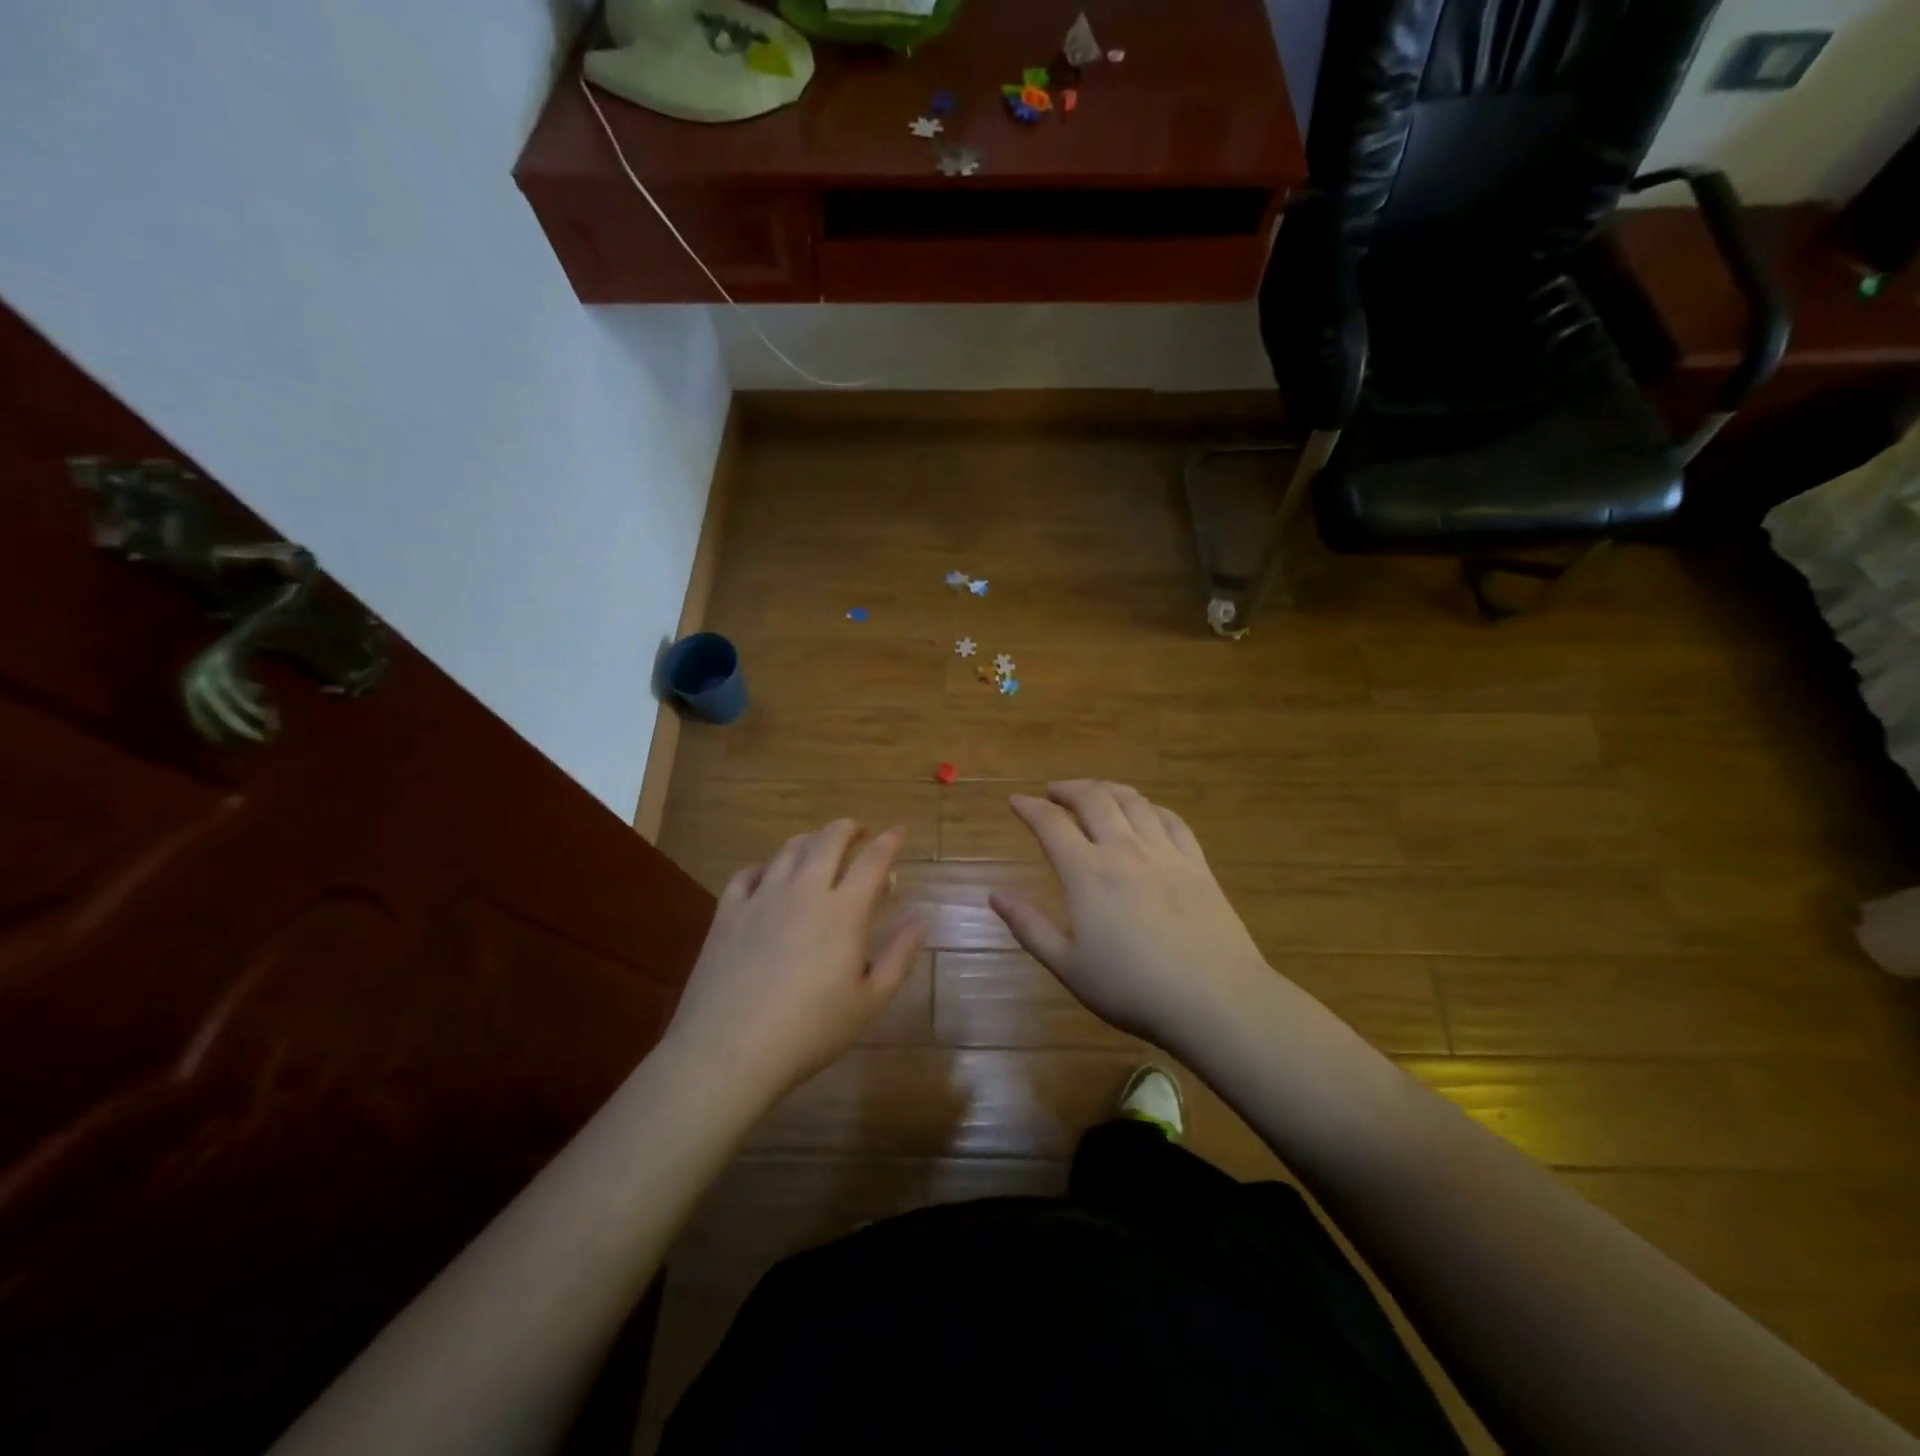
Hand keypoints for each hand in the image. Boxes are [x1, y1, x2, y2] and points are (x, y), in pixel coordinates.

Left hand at [666, 821, 925, 1104]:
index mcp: (844, 911)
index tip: (900, 832)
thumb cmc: (810, 1031)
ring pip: (789, 850)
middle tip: (859, 832)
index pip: (873, 860)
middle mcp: (804, 891)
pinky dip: (765, 867)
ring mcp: (762, 898)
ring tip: (819, 847)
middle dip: (849, 828)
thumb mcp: (869, 1002)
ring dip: (810, 840)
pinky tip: (767, 877)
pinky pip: (747, 873)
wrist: (729, 1050)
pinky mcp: (728, 912)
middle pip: (829, 840)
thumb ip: (899, 957)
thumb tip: (922, 921)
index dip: (890, 841)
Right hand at [990, 781, 1271, 1050]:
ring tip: (1095, 792)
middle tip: (1053, 792)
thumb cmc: (1131, 988)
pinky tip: (1146, 813)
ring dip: (1107, 789)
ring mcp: (1164, 852)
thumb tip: (995, 895)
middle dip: (1068, 788)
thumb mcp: (1068, 966)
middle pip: (1093, 798)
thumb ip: (1029, 927)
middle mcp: (1124, 849)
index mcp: (1087, 872)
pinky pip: (1171, 819)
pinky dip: (1150, 807)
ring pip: (1133, 801)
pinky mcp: (1196, 864)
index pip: (1051, 824)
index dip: (1029, 807)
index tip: (1015, 801)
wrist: (1213, 998)